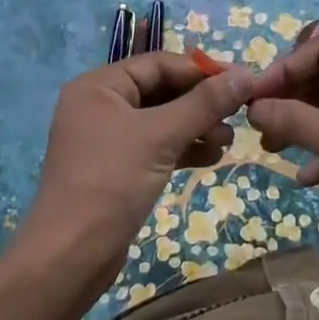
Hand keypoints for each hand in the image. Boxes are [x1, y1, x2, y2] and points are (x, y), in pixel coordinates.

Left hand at [25, 50, 255, 267]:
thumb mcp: (161, 136)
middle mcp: (100, 105)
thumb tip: (247, 75)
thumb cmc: (111, 182)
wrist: (71, 256)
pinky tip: (211, 157)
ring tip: (228, 140)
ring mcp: (107, 139)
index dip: (201, 70)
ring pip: (162, 120)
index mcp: (99, 86)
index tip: (241, 81)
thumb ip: (204, 103)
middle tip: (238, 114)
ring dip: (196, 126)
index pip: (158, 64)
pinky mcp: (117, 169)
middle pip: (161, 90)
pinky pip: (156, 146)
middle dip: (200, 103)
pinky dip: (183, 148)